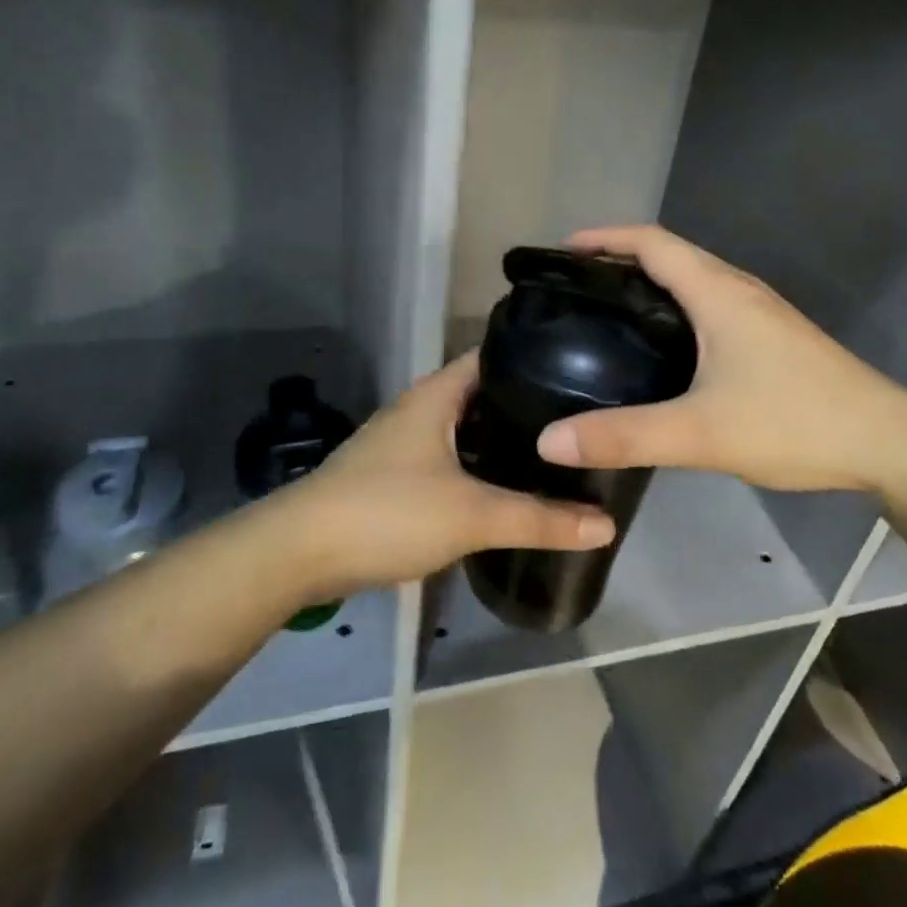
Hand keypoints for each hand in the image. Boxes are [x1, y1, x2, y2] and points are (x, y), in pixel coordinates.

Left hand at [274, 350, 616, 596]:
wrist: (299, 552)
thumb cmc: (386, 512)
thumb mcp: (471, 515)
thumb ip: (539, 519)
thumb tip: (606, 524)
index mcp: (437, 393)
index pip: (494, 354)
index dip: (536, 356)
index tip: (584, 369)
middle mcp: (421, 407)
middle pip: (485, 393)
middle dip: (529, 405)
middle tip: (582, 419)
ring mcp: (406, 440)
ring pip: (468, 429)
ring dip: (504, 439)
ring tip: (557, 452)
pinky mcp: (397, 474)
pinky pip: (452, 457)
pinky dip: (481, 466)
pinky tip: (508, 486)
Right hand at [534, 225, 906, 496]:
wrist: (890, 444)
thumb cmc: (796, 422)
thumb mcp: (702, 433)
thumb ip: (625, 437)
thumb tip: (549, 442)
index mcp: (718, 292)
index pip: (651, 241)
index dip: (605, 238)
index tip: (563, 252)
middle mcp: (738, 289)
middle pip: (669, 254)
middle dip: (619, 259)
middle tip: (575, 288)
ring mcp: (759, 313)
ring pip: (692, 280)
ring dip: (648, 283)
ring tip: (607, 313)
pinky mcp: (771, 337)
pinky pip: (708, 305)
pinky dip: (673, 308)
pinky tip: (661, 348)